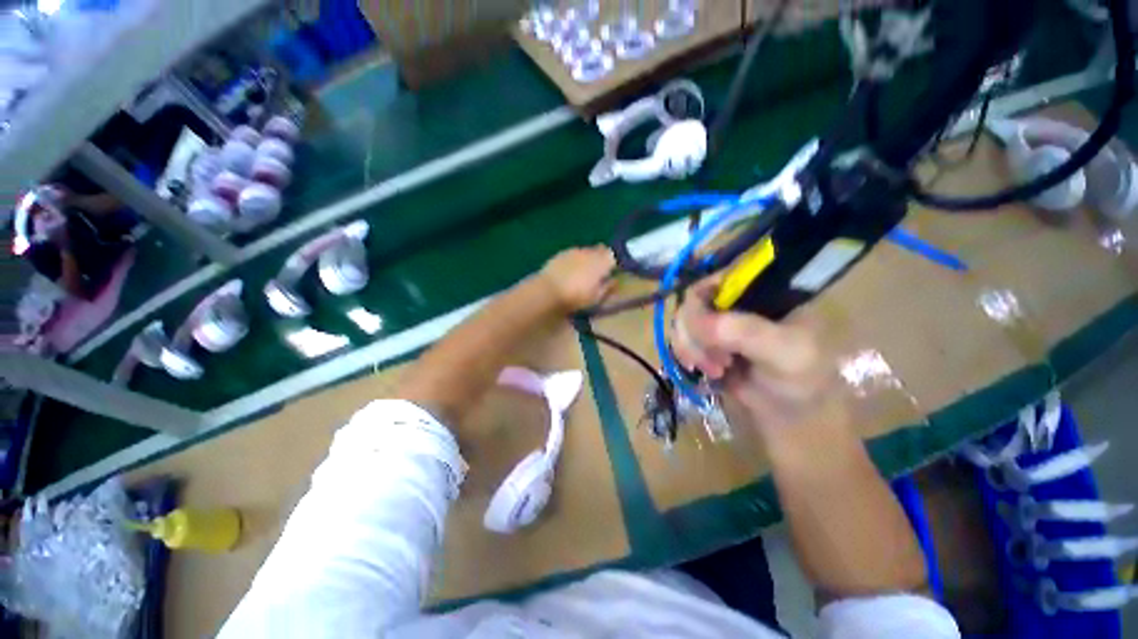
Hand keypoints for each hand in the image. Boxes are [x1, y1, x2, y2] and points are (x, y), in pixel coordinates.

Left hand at [538, 245, 615, 311]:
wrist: (548, 291)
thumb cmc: (576, 297)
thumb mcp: (596, 298)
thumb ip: (607, 288)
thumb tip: (615, 281)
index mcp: (602, 262)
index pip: (614, 256)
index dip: (614, 263)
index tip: (613, 271)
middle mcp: (590, 252)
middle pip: (600, 250)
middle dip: (601, 258)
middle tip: (599, 271)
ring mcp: (574, 251)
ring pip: (586, 251)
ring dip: (588, 258)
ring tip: (583, 272)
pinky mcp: (561, 253)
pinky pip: (573, 253)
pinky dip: (575, 259)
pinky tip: (570, 270)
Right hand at [672, 279, 843, 433]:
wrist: (791, 413)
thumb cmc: (801, 378)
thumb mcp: (785, 351)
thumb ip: (744, 331)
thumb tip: (695, 322)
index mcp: (761, 289)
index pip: (718, 278)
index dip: (701, 303)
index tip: (704, 333)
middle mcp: (736, 298)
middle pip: (693, 301)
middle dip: (695, 334)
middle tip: (714, 361)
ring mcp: (718, 319)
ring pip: (683, 320)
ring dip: (690, 347)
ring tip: (714, 370)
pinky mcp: (706, 339)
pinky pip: (682, 338)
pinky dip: (686, 354)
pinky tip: (702, 371)